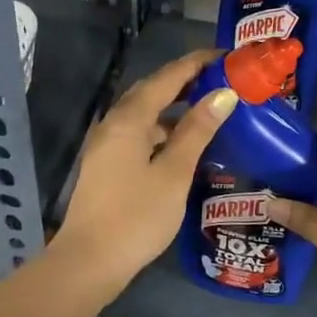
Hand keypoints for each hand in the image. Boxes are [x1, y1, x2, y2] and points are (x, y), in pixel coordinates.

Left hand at [54, 50, 237, 291]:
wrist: (90, 261)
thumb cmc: (136, 216)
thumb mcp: (174, 172)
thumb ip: (197, 131)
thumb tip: (224, 94)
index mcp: (129, 119)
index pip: (167, 78)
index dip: (196, 64)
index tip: (226, 55)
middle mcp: (114, 124)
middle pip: (152, 91)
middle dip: (185, 80)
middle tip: (221, 78)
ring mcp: (107, 145)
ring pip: (144, 113)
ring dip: (174, 105)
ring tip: (208, 106)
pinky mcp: (108, 165)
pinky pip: (139, 133)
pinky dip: (163, 129)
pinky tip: (182, 142)